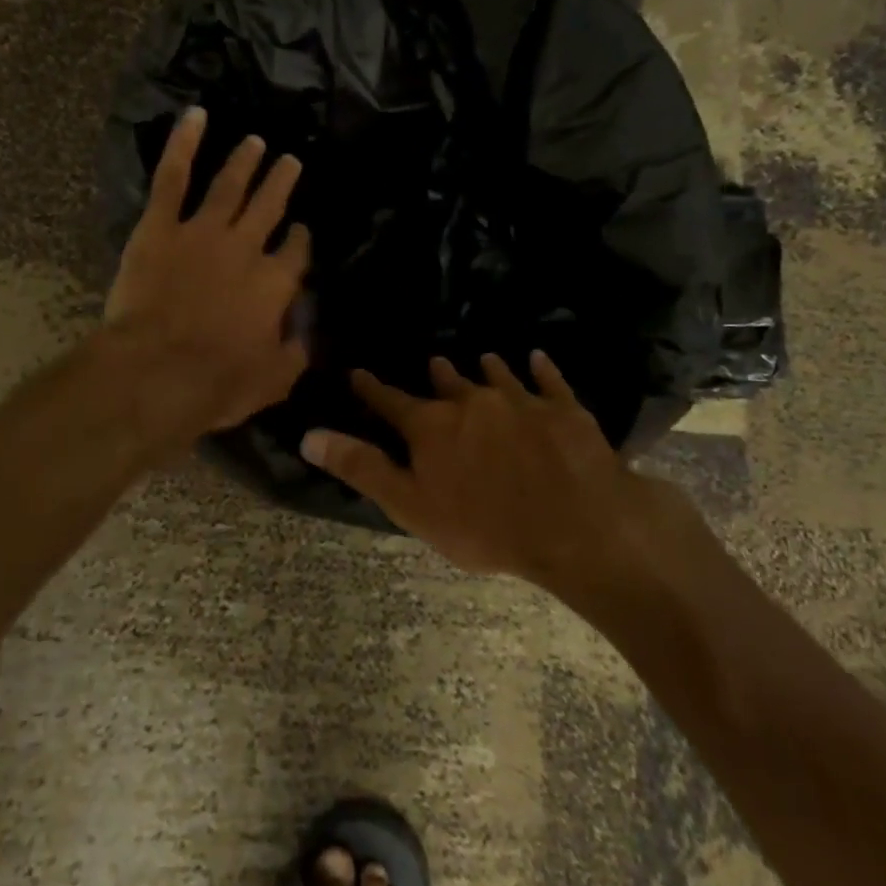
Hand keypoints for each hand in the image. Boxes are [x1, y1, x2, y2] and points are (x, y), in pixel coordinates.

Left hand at [104, 107, 310, 436]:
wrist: (157, 371)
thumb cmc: (216, 382)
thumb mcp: (273, 380)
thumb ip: (296, 352)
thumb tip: (308, 332)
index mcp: (274, 283)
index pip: (295, 252)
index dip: (299, 239)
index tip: (300, 230)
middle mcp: (245, 248)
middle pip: (269, 207)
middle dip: (282, 183)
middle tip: (291, 161)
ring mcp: (202, 231)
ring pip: (229, 186)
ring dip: (245, 162)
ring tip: (256, 142)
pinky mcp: (160, 226)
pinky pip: (173, 177)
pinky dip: (184, 144)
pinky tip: (196, 116)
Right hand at [299, 353, 653, 585]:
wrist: (575, 527)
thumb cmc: (485, 526)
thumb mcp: (411, 506)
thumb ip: (362, 468)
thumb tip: (309, 435)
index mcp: (432, 426)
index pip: (391, 401)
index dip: (371, 388)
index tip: (357, 373)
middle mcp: (472, 401)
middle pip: (448, 382)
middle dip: (438, 375)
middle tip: (434, 363)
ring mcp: (520, 401)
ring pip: (496, 374)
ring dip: (486, 368)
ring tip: (483, 358)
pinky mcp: (563, 410)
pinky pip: (548, 379)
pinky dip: (540, 368)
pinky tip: (537, 359)